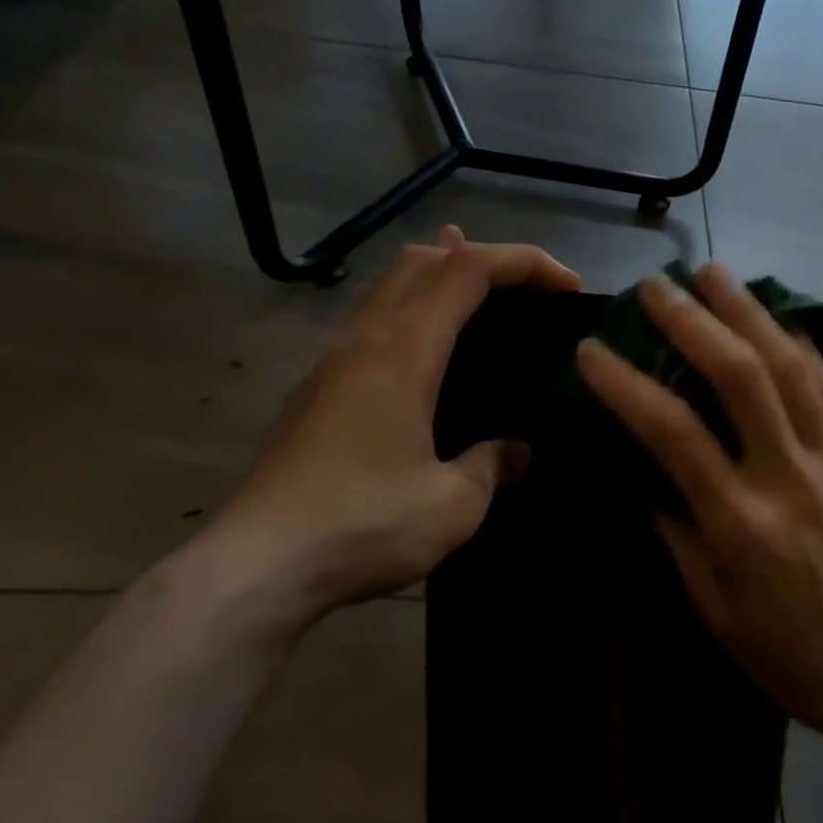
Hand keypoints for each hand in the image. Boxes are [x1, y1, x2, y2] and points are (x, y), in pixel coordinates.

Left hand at [192, 227, 579, 642]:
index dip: (523, 262)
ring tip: (483, 298)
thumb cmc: (363, 525)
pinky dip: (412, 311)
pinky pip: (373, 322)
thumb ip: (492, 465)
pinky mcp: (317, 391)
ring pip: (389, 286)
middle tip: (527, 289)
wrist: (256, 566)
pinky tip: (429, 354)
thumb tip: (517, 450)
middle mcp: (365, 340)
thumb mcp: (452, 504)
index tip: (567, 286)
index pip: (468, 270)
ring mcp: (333, 362)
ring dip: (440, 276)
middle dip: (480, 256)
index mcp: (403, 351)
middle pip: (422, 260)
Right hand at [575, 263, 822, 742]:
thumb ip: (677, 534)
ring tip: (715, 273)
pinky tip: (776, 319)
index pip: (673, 433)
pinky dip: (800, 347)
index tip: (592, 350)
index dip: (627, 384)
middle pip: (740, 377)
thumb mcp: (712, 605)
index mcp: (740, 523)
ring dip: (750, 312)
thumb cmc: (785, 651)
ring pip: (792, 368)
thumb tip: (651, 479)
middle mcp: (789, 477)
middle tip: (657, 287)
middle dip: (694, 321)